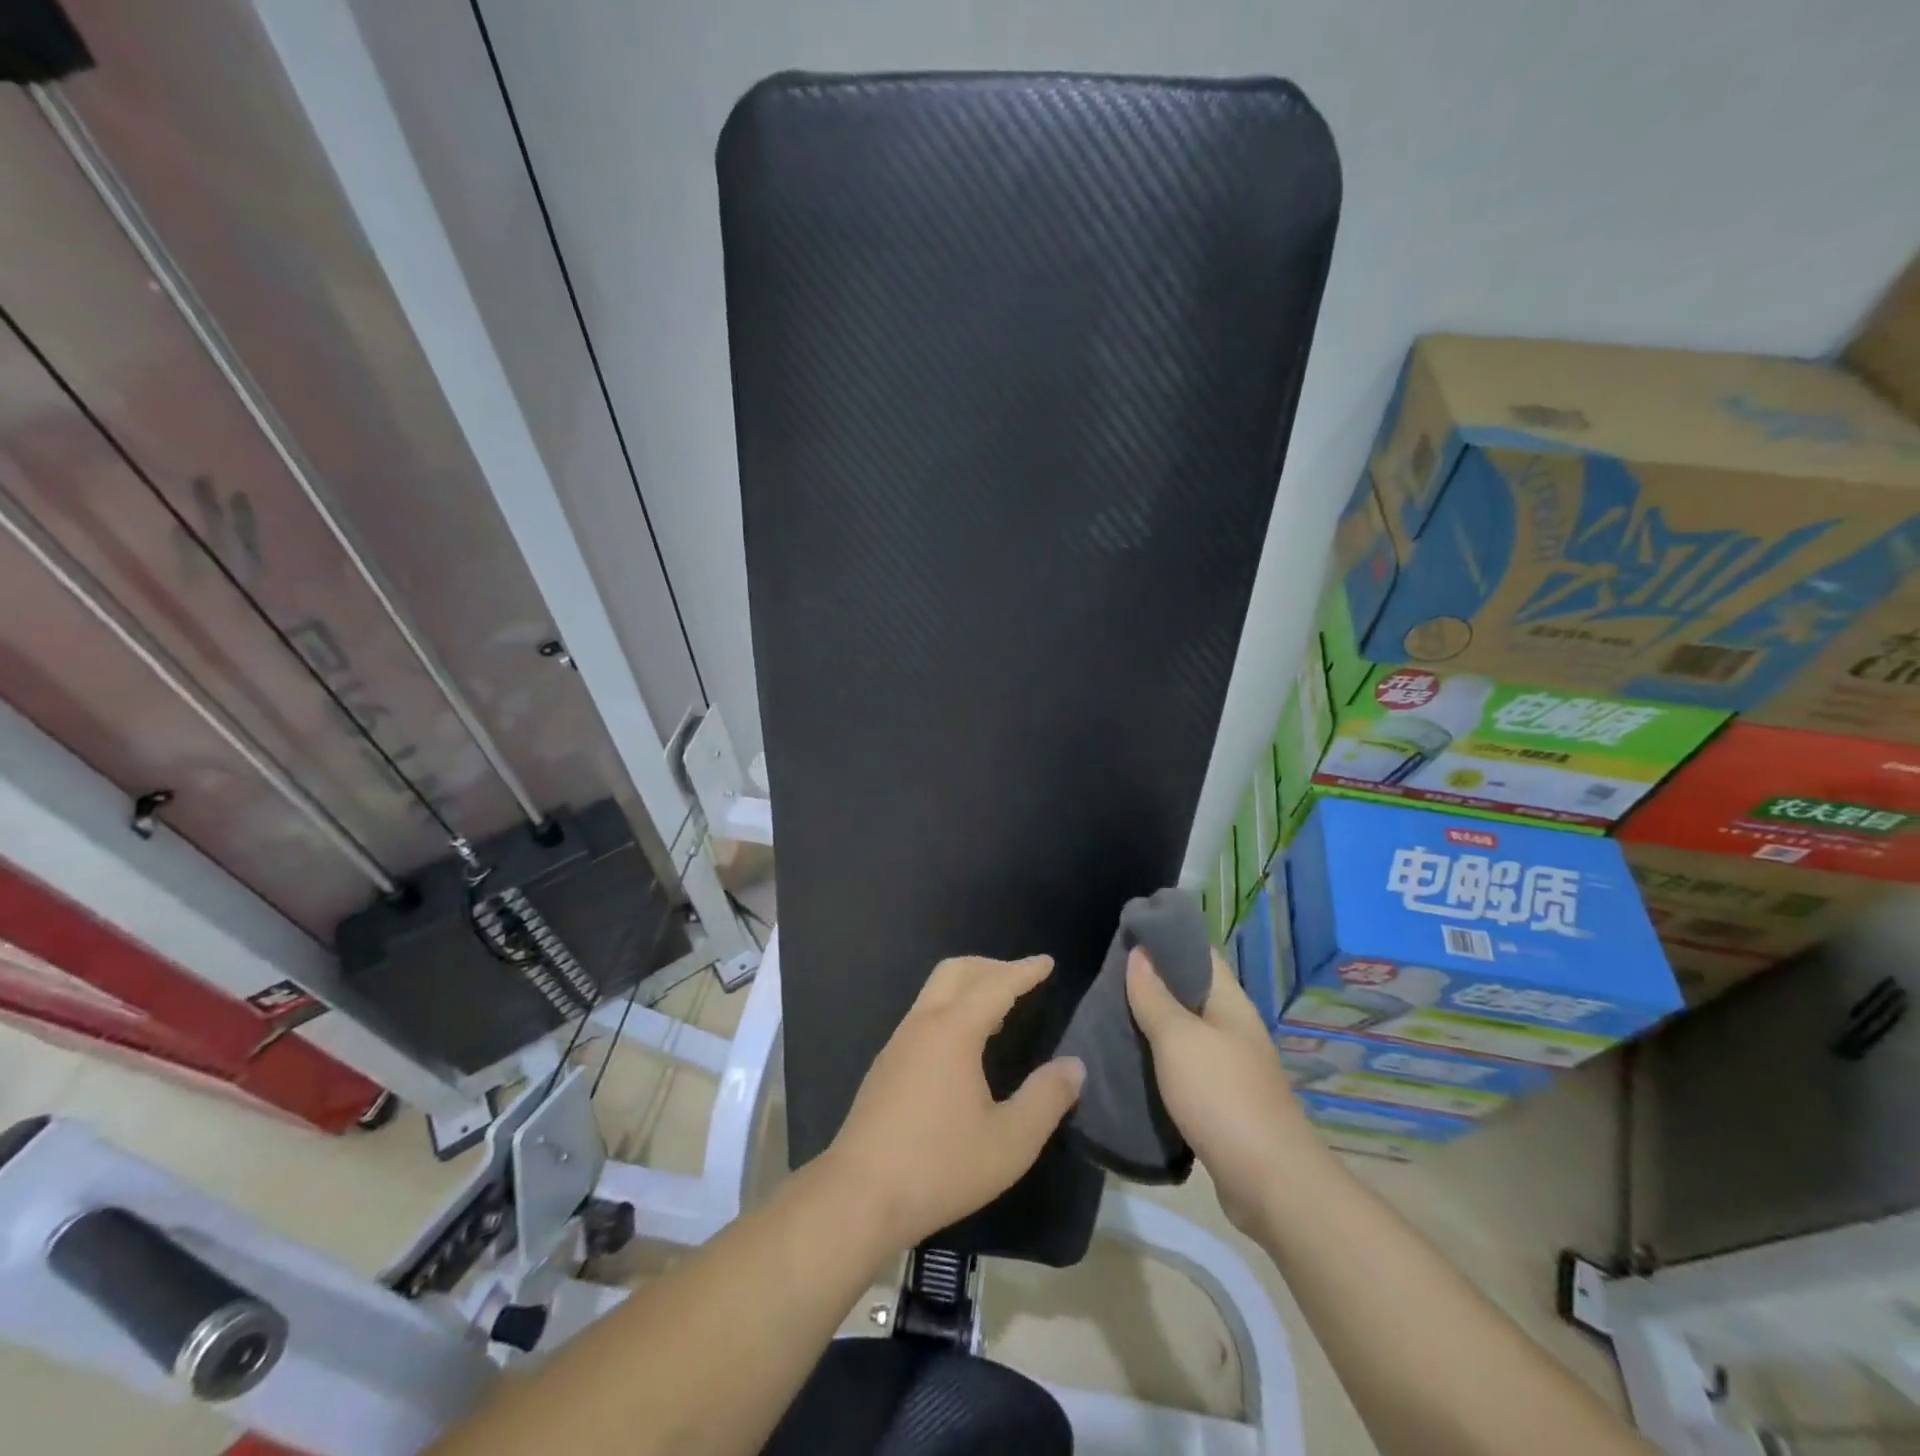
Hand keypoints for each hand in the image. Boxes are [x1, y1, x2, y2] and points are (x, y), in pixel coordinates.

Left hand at [824, 955, 1085, 1251]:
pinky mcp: (885, 1066)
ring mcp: (898, 1044)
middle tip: (1022, 978)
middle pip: (956, 971)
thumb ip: (1046, 1099)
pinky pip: (923, 1016)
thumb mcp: (1010, 1142)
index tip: (1047, 962)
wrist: (859, 1196)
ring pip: (934, 991)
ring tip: (998, 1009)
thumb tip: (1073, 1066)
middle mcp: (922, 1025)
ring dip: (968, 986)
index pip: (996, 985)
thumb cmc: (940, 1166)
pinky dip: (951, 1009)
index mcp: (953, 1031)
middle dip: (991, 966)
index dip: (1024, 971)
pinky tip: (963, 1046)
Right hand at [1126, 947, 1306, 1232]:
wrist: (1270, 1184)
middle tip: (1106, 978)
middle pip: (1190, 991)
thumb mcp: (1178, 1039)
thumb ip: (1155, 996)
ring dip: (1152, 1023)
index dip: (1165, 939)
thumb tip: (1139, 953)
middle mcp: (1233, 1028)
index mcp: (1230, 1003)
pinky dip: (1159, 1059)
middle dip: (1151, 982)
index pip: (1199, 953)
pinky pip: (1184, 1066)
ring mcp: (1230, 1066)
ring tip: (1109, 1015)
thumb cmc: (1222, 1097)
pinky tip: (1131, 1062)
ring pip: (1185, 1031)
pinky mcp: (1222, 1101)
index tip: (1126, 934)